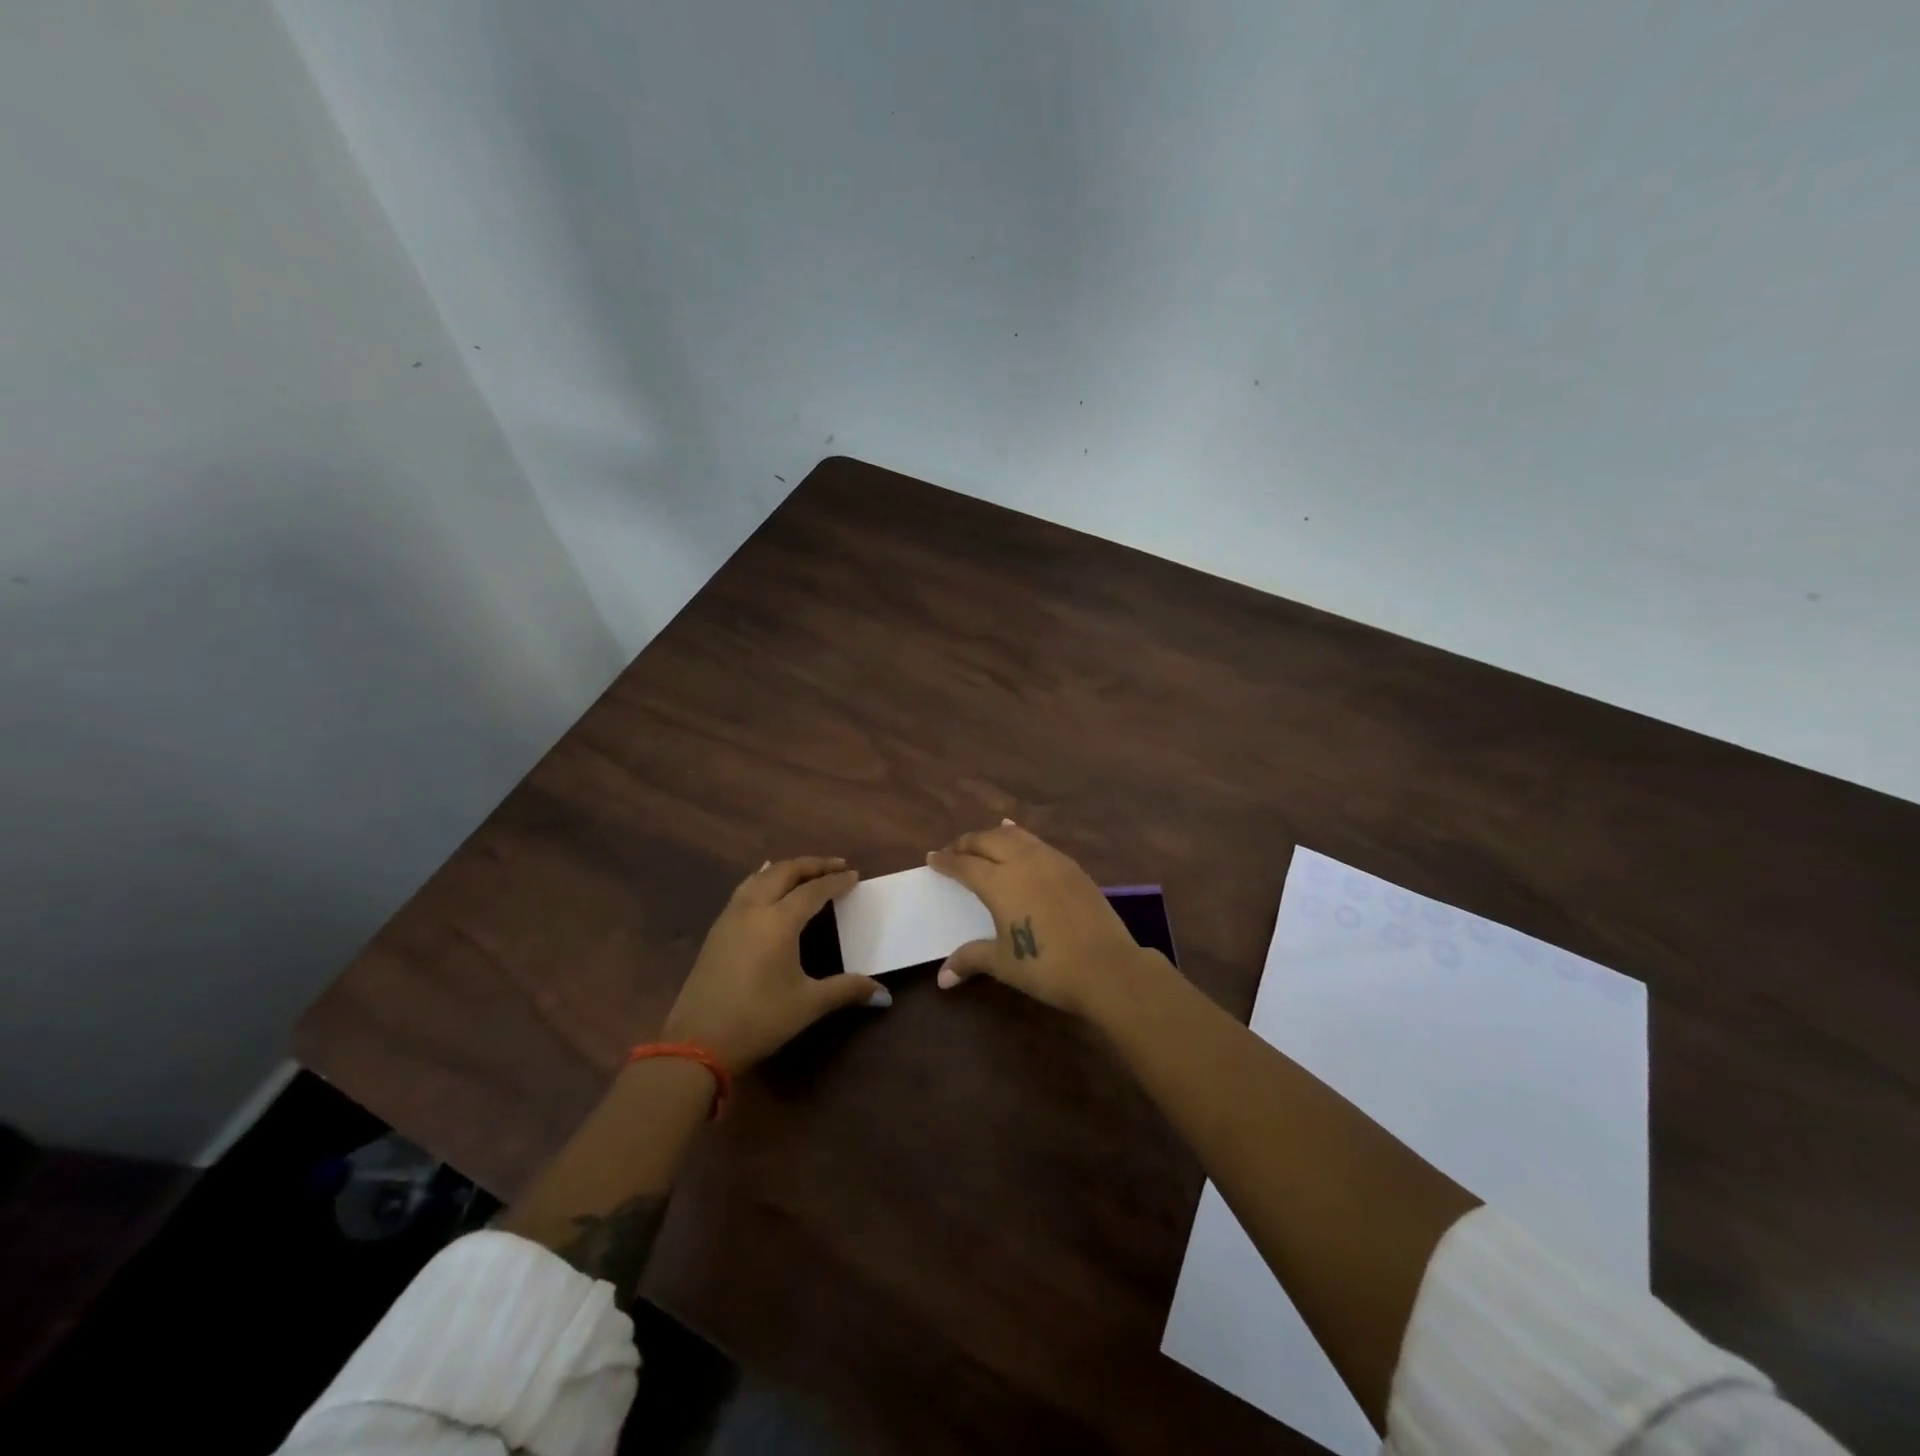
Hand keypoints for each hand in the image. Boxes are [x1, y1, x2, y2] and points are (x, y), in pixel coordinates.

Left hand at [661, 856, 887, 1070]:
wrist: (697, 1043)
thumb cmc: (758, 1020)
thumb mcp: (808, 1004)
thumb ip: (847, 990)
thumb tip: (884, 994)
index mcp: (779, 921)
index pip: (813, 890)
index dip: (836, 881)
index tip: (855, 875)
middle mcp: (753, 909)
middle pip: (784, 872)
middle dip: (812, 865)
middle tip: (836, 865)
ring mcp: (730, 917)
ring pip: (760, 877)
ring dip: (785, 869)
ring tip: (804, 870)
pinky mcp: (716, 931)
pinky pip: (744, 890)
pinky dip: (763, 879)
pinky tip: (765, 887)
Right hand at [926, 822, 1164, 1019]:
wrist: (1106, 966)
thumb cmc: (1046, 967)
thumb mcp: (1003, 963)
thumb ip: (971, 960)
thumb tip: (942, 978)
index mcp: (999, 883)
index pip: (964, 865)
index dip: (946, 861)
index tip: (932, 858)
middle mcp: (1022, 862)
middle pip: (987, 841)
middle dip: (967, 843)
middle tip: (954, 851)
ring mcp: (1051, 861)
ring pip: (1015, 836)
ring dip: (994, 836)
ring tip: (984, 839)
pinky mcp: (1072, 867)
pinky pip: (1039, 843)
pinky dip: (1022, 839)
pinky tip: (1022, 841)